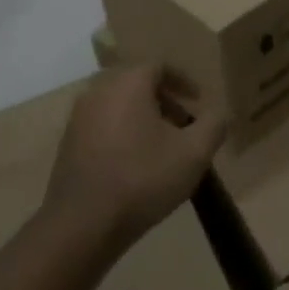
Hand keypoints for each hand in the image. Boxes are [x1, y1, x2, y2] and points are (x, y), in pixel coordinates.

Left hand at [43, 65, 227, 257]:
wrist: (84, 223)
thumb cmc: (143, 179)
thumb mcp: (194, 153)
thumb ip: (213, 125)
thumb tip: (220, 113)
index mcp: (127, 83)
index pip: (159, 66)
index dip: (183, 81)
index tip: (199, 101)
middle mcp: (98, 91)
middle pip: (136, 83)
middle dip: (163, 99)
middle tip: (183, 123)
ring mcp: (78, 117)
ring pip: (117, 104)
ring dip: (142, 116)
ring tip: (162, 145)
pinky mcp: (68, 142)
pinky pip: (102, 124)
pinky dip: (122, 132)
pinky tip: (135, 162)